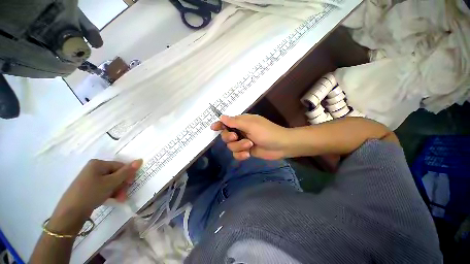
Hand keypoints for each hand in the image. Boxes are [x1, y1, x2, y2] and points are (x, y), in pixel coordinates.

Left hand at [48, 159, 141, 233]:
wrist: (70, 213)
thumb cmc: (91, 194)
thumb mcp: (111, 183)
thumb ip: (126, 172)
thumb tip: (140, 160)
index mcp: (98, 163)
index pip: (120, 166)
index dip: (127, 175)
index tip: (130, 185)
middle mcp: (94, 168)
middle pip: (116, 174)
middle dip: (122, 185)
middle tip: (123, 195)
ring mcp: (91, 178)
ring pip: (111, 182)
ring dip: (118, 190)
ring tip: (119, 199)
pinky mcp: (89, 187)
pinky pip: (104, 187)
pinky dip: (110, 192)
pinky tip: (113, 199)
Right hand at [211, 114, 290, 159]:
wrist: (281, 146)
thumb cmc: (267, 132)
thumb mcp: (251, 125)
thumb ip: (235, 122)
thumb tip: (221, 117)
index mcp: (242, 122)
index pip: (227, 122)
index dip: (220, 124)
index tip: (213, 128)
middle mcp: (241, 131)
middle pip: (226, 135)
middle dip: (229, 137)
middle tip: (236, 137)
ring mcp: (243, 142)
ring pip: (231, 146)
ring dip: (239, 147)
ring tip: (249, 146)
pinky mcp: (246, 151)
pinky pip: (236, 154)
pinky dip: (240, 155)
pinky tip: (247, 155)